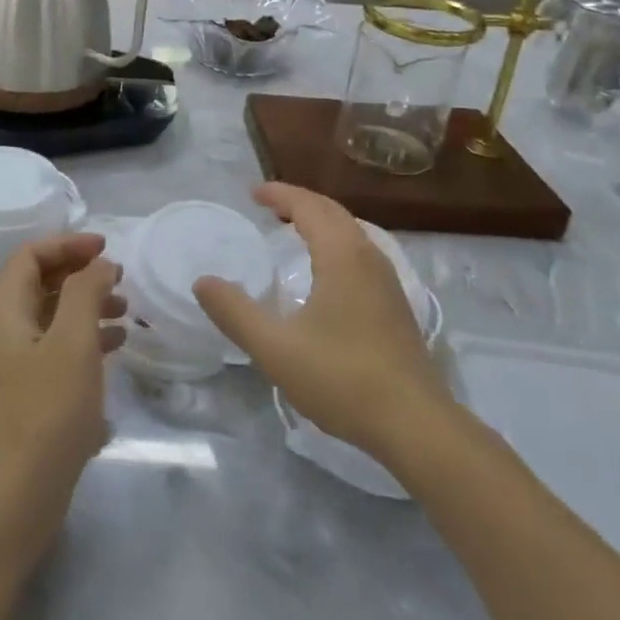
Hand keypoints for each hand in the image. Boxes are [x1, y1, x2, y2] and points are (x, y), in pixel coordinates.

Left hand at [0, 233, 124, 539]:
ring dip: (87, 306)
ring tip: (126, 312)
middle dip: (80, 274)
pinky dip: (85, 339)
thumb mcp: (73, 342)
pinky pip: (56, 349)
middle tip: (119, 279)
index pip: (30, 255)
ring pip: (51, 317)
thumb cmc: (47, 410)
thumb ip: (85, 292)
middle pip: (40, 283)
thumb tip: (99, 263)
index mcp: (4, 311)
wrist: (18, 497)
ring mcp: (13, 364)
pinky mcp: (27, 393)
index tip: (106, 248)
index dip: (67, 244)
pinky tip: (116, 348)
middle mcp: (3, 331)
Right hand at [193, 183, 456, 463]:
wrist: (416, 426)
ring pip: (351, 232)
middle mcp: (368, 258)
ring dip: (320, 221)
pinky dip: (335, 243)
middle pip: (333, 212)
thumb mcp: (275, 348)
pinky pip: (360, 253)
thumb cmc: (343, 379)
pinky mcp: (395, 306)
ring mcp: (387, 282)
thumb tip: (202, 282)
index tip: (252, 193)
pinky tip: (324, 272)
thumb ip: (235, 312)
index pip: (308, 207)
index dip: (280, 194)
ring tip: (292, 230)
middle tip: (268, 206)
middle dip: (300, 202)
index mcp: (341, 256)